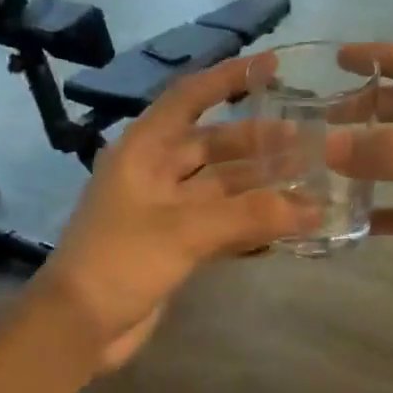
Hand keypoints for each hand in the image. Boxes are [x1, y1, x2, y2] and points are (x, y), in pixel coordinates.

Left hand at [34, 54, 316, 370]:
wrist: (79, 325)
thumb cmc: (120, 261)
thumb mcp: (185, 231)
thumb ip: (249, 215)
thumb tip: (313, 208)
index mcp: (144, 150)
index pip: (189, 98)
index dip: (228, 78)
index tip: (271, 66)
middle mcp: (156, 172)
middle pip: (214, 146)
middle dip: (259, 142)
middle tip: (309, 142)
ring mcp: (166, 211)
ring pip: (222, 188)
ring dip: (261, 186)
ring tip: (309, 182)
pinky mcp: (176, 245)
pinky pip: (221, 223)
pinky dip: (250, 223)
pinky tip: (287, 225)